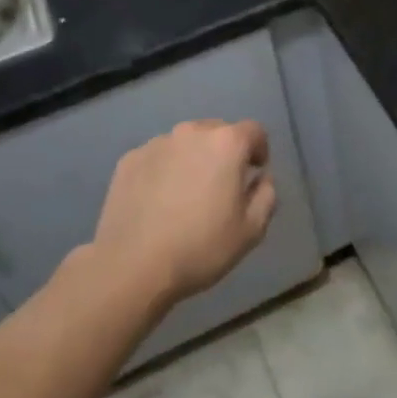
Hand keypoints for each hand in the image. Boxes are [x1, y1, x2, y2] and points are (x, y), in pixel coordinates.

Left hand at [92, 119, 276, 306]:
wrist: (132, 266)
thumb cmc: (200, 247)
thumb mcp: (251, 230)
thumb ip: (266, 195)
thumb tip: (261, 178)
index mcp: (226, 143)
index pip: (254, 131)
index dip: (259, 150)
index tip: (254, 173)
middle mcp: (191, 132)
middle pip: (217, 131)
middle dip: (225, 152)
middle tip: (221, 186)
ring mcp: (156, 143)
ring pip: (185, 143)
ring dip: (192, 159)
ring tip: (186, 194)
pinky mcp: (129, 159)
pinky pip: (157, 157)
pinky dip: (164, 170)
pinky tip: (158, 201)